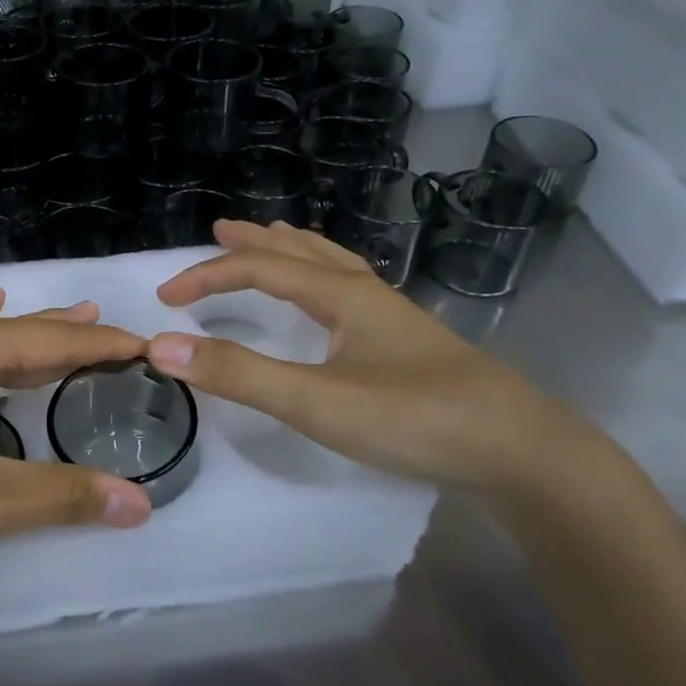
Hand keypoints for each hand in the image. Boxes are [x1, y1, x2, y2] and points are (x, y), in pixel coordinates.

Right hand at [147, 220, 628, 503]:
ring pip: (334, 266)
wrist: (522, 454)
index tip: (165, 298)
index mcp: (342, 294)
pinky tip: (335, 301)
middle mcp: (367, 293)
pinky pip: (353, 291)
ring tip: (274, 241)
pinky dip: (326, 277)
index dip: (207, 276)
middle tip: (220, 232)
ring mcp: (394, 319)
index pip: (260, 269)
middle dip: (255, 242)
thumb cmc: (414, 419)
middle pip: (301, 252)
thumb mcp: (316, 401)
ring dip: (294, 251)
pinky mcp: (410, 346)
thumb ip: (239, 375)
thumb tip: (163, 347)